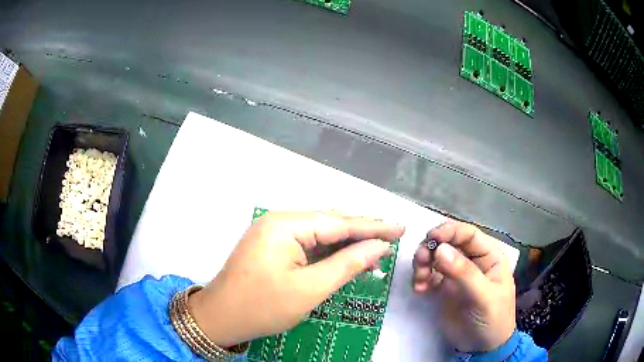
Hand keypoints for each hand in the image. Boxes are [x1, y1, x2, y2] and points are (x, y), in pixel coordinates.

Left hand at [189, 211, 404, 346]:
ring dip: (346, 241)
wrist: (220, 318)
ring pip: (319, 232)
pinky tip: (346, 255)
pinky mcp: (272, 246)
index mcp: (285, 225)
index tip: (400, 227)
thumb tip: (378, 247)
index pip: (339, 222)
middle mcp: (278, 221)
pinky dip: (328, 250)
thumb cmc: (262, 307)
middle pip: (329, 222)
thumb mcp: (310, 289)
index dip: (373, 226)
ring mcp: (273, 233)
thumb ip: (347, 264)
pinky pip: (307, 243)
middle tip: (392, 235)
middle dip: (361, 230)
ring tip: (375, 245)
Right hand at [412, 220, 514, 351]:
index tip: (429, 238)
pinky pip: (429, 276)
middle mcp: (472, 260)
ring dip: (423, 263)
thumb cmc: (492, 318)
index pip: (468, 234)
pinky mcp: (444, 289)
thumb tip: (439, 249)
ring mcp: (457, 274)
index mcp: (489, 256)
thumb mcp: (482, 296)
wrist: (482, 347)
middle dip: (431, 248)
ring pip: (436, 258)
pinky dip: (421, 279)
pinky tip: (419, 290)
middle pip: (448, 243)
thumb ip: (463, 273)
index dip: (449, 232)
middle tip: (420, 261)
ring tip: (419, 280)